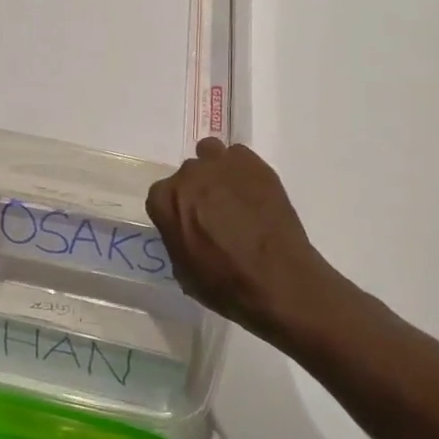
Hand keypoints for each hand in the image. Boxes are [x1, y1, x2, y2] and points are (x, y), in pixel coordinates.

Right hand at [145, 138, 338, 344]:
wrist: (278, 280)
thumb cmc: (225, 285)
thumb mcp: (184, 271)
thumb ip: (177, 238)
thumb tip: (186, 230)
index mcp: (166, 200)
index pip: (160, 196)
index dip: (175, 212)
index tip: (187, 227)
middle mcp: (189, 175)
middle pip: (187, 175)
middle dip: (196, 191)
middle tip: (214, 215)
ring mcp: (222, 164)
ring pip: (210, 154)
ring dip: (216, 171)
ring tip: (232, 196)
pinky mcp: (254, 164)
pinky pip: (239, 157)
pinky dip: (242, 171)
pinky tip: (253, 193)